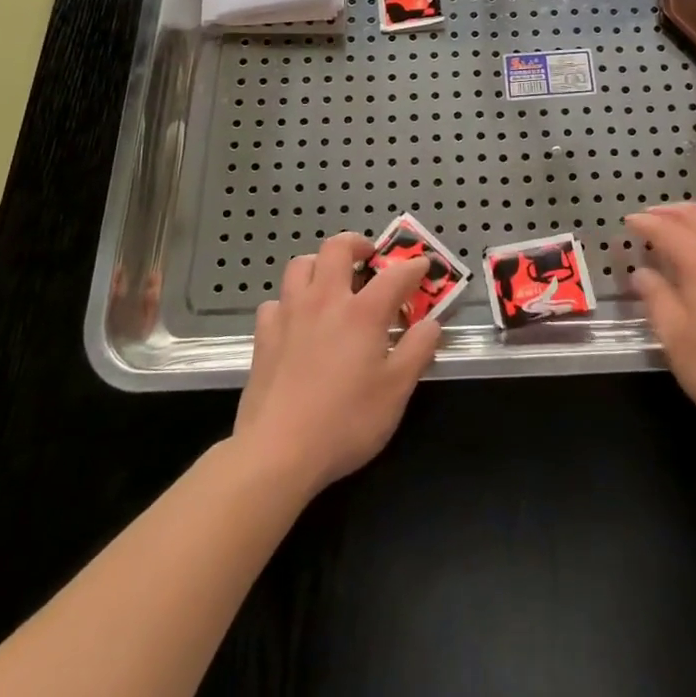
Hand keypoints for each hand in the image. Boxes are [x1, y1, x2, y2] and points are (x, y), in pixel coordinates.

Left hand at [233, 231, 440, 494]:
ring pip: (301, 265)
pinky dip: (289, 302)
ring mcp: (290, 314)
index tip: (423, 266)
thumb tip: (431, 323)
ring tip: (331, 281)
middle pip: (337, 247)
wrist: (276, 452)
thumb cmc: (345, 422)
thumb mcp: (396, 391)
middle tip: (369, 257)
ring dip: (319, 264)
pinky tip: (296, 321)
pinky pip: (276, 301)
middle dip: (357, 243)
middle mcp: (325, 300)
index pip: (395, 274)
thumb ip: (418, 351)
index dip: (413, 267)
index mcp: (363, 312)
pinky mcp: (264, 336)